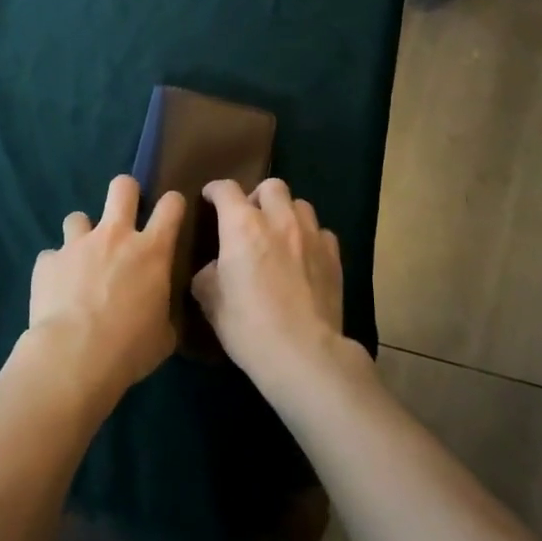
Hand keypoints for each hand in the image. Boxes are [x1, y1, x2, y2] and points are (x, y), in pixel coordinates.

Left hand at [23, 175, 183, 402]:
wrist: (74, 357)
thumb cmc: (129, 348)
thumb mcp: (163, 336)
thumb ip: (162, 312)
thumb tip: (159, 314)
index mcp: (151, 251)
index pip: (171, 206)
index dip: (173, 204)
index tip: (171, 213)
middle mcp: (114, 236)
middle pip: (122, 187)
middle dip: (126, 192)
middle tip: (125, 214)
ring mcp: (77, 244)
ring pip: (77, 216)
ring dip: (81, 234)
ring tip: (81, 260)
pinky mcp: (47, 261)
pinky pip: (51, 257)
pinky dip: (56, 269)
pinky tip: (56, 291)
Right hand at [192, 179, 349, 391]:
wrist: (304, 354)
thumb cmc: (248, 326)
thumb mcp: (211, 301)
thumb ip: (208, 275)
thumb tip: (214, 269)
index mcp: (242, 226)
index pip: (226, 189)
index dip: (215, 191)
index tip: (210, 199)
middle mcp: (278, 220)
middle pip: (271, 186)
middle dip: (257, 196)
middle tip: (250, 219)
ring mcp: (311, 236)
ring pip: (300, 204)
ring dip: (286, 214)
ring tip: (280, 236)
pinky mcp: (334, 256)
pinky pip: (321, 233)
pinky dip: (310, 238)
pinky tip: (305, 257)